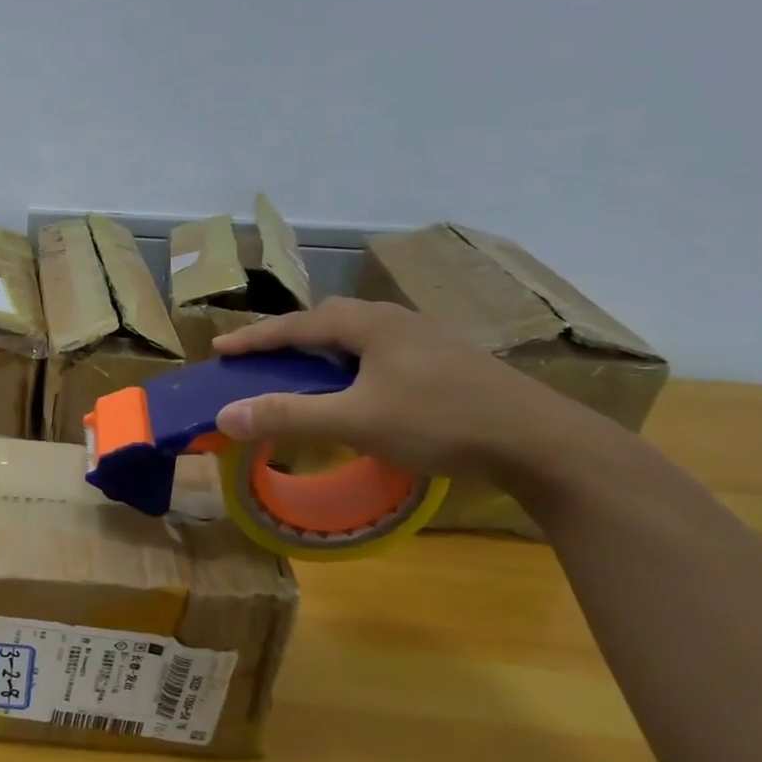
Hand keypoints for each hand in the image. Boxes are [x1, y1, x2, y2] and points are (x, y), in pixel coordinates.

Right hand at [211, 299, 590, 481]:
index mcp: (371, 325)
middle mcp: (398, 321)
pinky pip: (383, 351)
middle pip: (330, 319)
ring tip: (307, 372)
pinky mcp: (449, 362)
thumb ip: (287, 416)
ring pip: (360, 334)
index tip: (220, 348)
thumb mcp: (355, 421)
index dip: (255, 337)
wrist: (542, 442)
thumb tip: (224, 415)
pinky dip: (354, 363)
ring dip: (325, 349)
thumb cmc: (440, 422)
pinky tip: (361, 388)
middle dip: (290, 336)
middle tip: (264, 358)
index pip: (297, 324)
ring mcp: (429, 339)